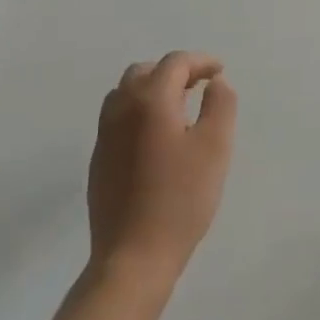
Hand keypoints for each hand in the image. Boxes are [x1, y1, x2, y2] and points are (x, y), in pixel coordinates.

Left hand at [86, 52, 236, 293]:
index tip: (219, 72)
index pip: (175, 63)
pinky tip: (157, 138)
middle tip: (199, 87)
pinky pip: (118, 118)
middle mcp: (121, 109)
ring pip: (126, 93)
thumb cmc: (181, 198)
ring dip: (153, 89)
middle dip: (174, 72)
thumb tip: (215, 82)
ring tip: (179, 109)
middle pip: (145, 71)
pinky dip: (139, 111)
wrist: (133, 257)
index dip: (201, 61)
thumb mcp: (215, 146)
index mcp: (150, 100)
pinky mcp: (99, 160)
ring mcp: (105, 135)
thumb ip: (220, 104)